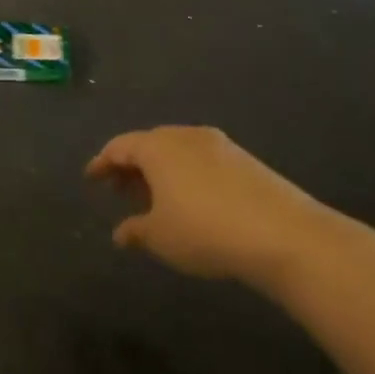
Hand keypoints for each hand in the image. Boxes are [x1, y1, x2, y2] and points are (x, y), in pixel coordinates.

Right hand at [86, 126, 346, 291]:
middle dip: (131, 166)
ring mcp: (220, 145)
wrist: (284, 234)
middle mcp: (186, 136)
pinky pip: (202, 160)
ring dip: (160, 171)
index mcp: (158, 147)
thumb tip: (121, 233)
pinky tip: (190, 201)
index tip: (91, 177)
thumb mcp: (160, 237)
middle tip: (120, 190)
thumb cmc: (205, 231)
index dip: (102, 162)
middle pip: (149, 144)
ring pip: (178, 151)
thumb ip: (136, 231)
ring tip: (154, 199)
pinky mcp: (245, 160)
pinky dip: (186, 175)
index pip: (120, 146)